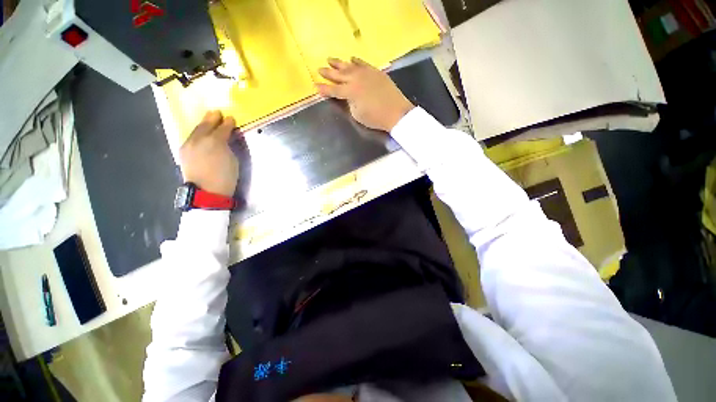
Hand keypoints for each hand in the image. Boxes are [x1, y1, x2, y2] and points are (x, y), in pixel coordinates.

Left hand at [180, 111, 237, 196]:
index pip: (222, 129)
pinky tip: (201, 132)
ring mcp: (189, 144)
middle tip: (217, 112)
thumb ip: (228, 146)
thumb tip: (225, 139)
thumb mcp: (233, 160)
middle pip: (206, 125)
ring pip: (196, 130)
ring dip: (203, 123)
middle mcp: (199, 139)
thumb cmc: (226, 177)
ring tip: (209, 119)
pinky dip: (197, 132)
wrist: (207, 192)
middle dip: (212, 118)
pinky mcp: (183, 151)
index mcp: (215, 142)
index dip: (228, 123)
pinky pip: (191, 137)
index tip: (231, 118)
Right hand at [317, 57, 414, 131]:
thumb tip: (347, 97)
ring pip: (349, 66)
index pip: (333, 90)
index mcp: (350, 92)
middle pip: (339, 75)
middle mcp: (356, 79)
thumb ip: (349, 103)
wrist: (396, 112)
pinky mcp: (375, 71)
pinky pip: (363, 63)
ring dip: (339, 63)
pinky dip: (356, 61)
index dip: (324, 89)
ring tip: (330, 59)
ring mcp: (366, 73)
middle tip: (319, 69)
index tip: (315, 86)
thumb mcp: (357, 115)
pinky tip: (351, 59)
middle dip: (328, 73)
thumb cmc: (375, 118)